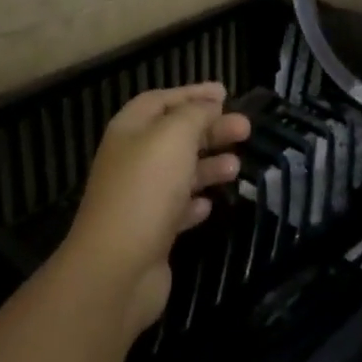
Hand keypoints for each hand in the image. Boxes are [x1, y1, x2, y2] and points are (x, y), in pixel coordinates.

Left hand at [60, 83, 247, 334]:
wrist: (117, 268)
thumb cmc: (146, 189)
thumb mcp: (174, 136)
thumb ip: (195, 114)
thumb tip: (209, 104)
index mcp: (130, 130)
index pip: (162, 100)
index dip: (193, 94)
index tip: (226, 93)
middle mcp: (131, 160)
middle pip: (175, 136)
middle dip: (210, 129)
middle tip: (245, 129)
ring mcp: (139, 198)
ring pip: (179, 172)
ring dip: (208, 165)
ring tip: (237, 167)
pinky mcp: (150, 232)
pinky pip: (176, 209)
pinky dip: (194, 202)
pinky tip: (209, 204)